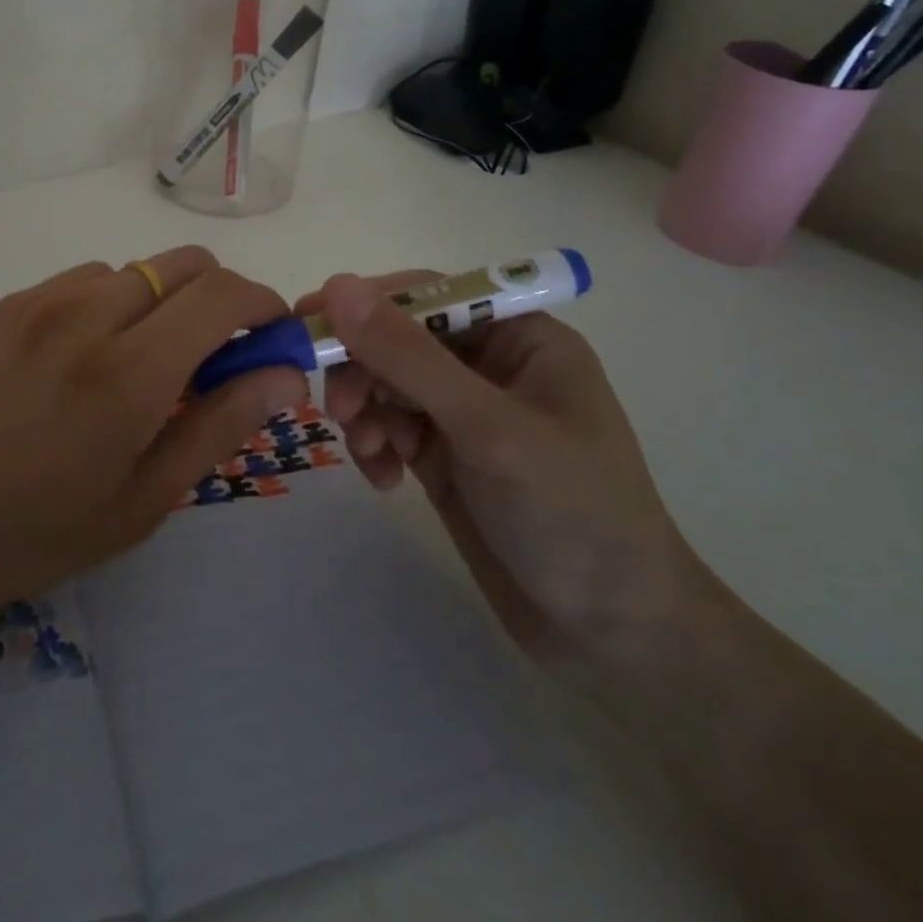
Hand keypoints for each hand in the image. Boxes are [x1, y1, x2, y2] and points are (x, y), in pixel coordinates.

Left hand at [0, 248, 305, 656]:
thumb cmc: (26, 537)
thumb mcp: (139, 502)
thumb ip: (218, 426)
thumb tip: (283, 375)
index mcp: (130, 371)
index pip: (225, 295)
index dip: (264, 306)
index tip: (273, 338)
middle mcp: (88, 313)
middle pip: (187, 264)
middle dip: (221, 298)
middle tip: (218, 359)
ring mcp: (41, 301)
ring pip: (136, 270)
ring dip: (164, 303)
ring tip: (145, 368)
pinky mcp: (6, 305)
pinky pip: (85, 281)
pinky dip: (114, 303)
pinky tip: (87, 360)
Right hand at [299, 272, 708, 667]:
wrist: (612, 634)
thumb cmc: (569, 512)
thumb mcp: (486, 427)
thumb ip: (408, 356)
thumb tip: (338, 287)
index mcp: (519, 337)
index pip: (428, 295)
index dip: (367, 304)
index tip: (310, 323)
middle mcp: (489, 365)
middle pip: (398, 339)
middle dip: (363, 369)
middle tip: (337, 409)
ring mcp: (465, 413)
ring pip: (386, 383)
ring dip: (364, 410)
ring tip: (366, 451)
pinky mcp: (446, 456)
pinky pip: (389, 427)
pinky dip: (375, 444)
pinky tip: (383, 479)